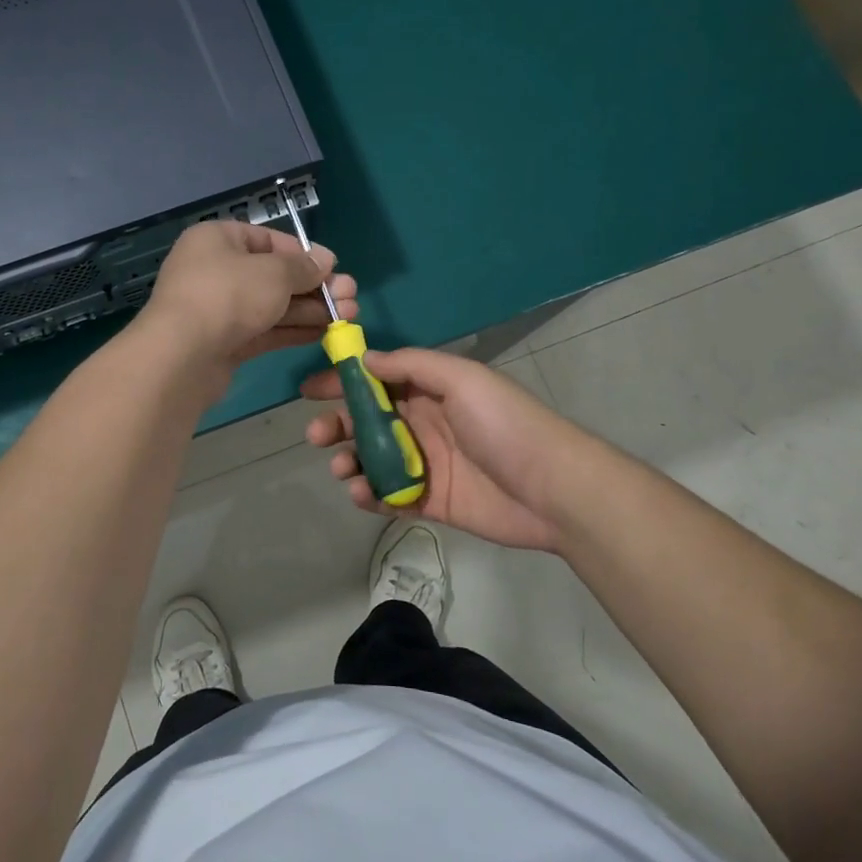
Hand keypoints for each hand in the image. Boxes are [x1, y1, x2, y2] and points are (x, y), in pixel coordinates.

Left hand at [135, 221, 356, 379]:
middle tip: (350, 297)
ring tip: (349, 316)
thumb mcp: (274, 273)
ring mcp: (218, 309)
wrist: (182, 356)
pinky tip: (324, 333)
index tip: (334, 268)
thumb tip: (325, 261)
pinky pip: (264, 330)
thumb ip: (303, 267)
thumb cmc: (228, 296)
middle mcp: (215, 270)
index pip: (268, 240)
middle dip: (314, 286)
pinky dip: (293, 330)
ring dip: (310, 310)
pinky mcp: (223, 342)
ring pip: (271, 305)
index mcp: (218, 240)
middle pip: (273, 275)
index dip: (304, 253)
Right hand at [301, 347, 577, 551]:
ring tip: (343, 469)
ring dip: (349, 461)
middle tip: (316, 436)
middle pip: (367, 421)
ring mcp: (426, 464)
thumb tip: (365, 359)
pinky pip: (390, 496)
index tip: (309, 391)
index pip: (377, 381)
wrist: (553, 489)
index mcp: (431, 391)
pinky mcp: (431, 502)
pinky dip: (370, 495)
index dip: (343, 382)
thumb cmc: (504, 424)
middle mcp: (424, 423)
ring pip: (373, 460)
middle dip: (337, 425)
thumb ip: (411, 366)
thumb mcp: (461, 379)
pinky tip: (363, 494)